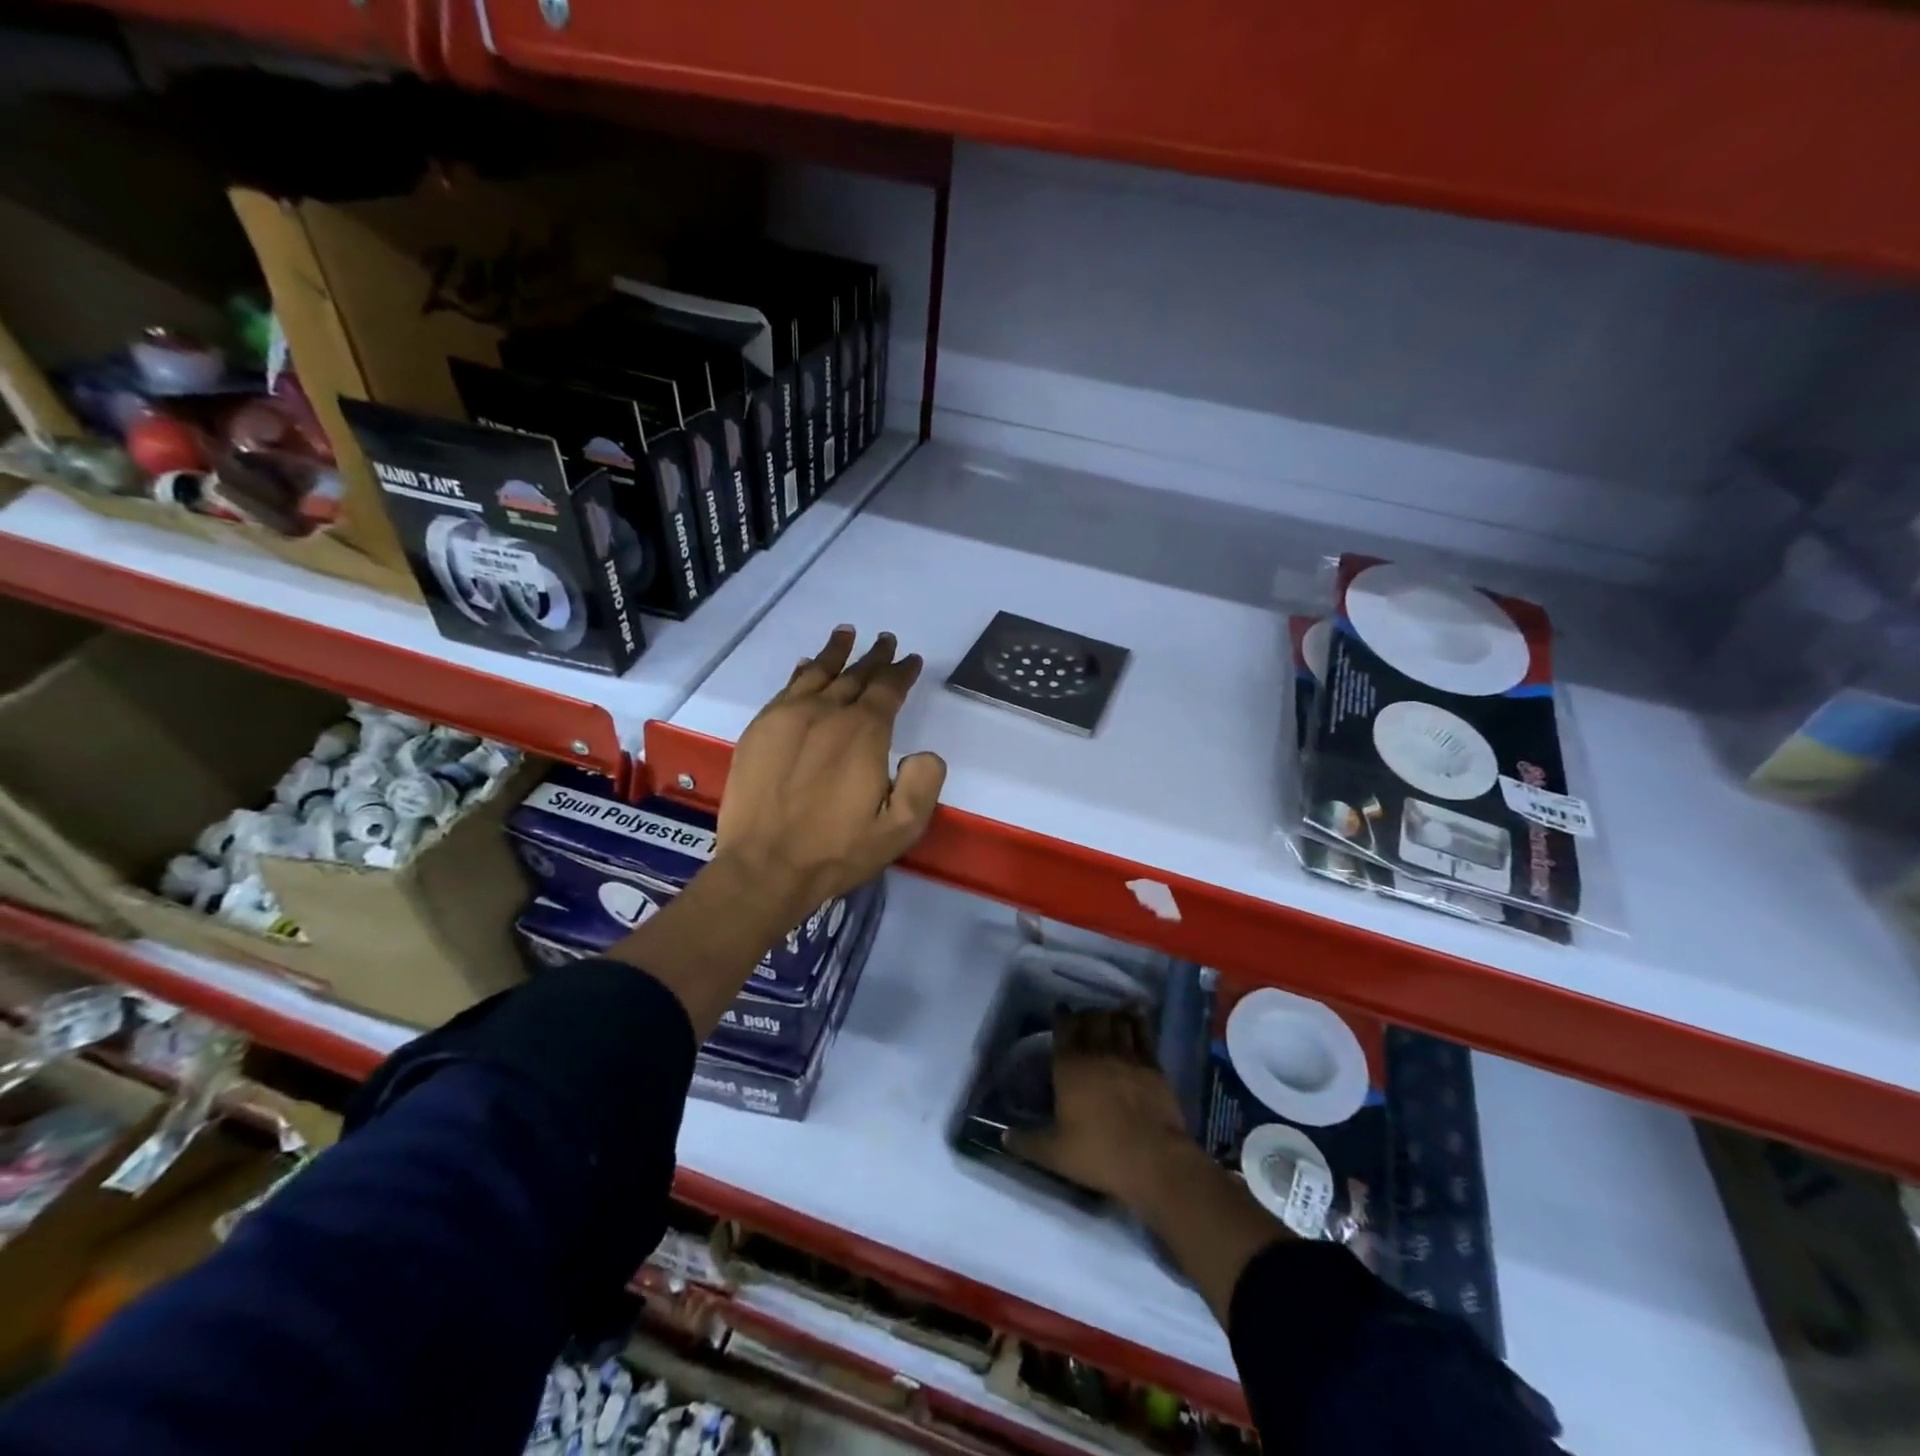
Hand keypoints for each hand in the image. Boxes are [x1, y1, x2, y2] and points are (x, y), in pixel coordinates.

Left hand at [715, 626, 946, 926]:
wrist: (765, 867)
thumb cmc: (837, 850)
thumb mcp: (901, 828)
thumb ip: (924, 783)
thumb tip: (924, 752)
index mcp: (864, 733)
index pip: (888, 689)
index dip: (902, 672)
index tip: (911, 659)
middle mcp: (827, 714)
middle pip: (855, 676)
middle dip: (874, 657)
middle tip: (886, 641)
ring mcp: (788, 718)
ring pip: (818, 673)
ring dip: (837, 653)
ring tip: (847, 633)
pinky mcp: (760, 730)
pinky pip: (786, 688)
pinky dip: (802, 672)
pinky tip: (806, 664)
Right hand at [1005, 1008, 1202, 1211]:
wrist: (1153, 1159)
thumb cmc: (1099, 1153)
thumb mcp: (1055, 1154)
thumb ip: (1027, 1143)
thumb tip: (1004, 1137)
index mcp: (1069, 1067)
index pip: (1063, 1028)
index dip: (1061, 1015)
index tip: (1061, 1009)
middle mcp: (1097, 1052)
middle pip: (1091, 1018)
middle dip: (1086, 1013)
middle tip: (1084, 1017)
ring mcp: (1127, 1055)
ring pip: (1117, 1021)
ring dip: (1111, 1014)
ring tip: (1108, 1013)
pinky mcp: (1152, 1065)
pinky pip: (1143, 1032)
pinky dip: (1137, 1019)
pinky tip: (1136, 1014)